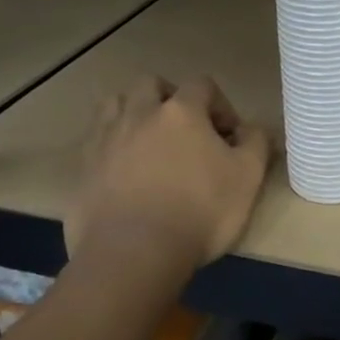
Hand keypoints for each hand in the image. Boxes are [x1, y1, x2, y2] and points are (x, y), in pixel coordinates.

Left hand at [63, 75, 270, 281]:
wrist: (133, 254)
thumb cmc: (200, 211)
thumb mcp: (248, 177)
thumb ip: (257, 143)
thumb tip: (254, 129)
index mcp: (181, 111)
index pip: (202, 85)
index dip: (219, 105)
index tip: (228, 136)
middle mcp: (140, 114)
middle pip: (151, 84)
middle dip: (170, 98)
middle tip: (185, 130)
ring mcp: (106, 139)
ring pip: (115, 105)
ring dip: (133, 113)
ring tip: (148, 142)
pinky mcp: (83, 169)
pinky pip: (95, 142)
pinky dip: (111, 146)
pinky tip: (124, 172)